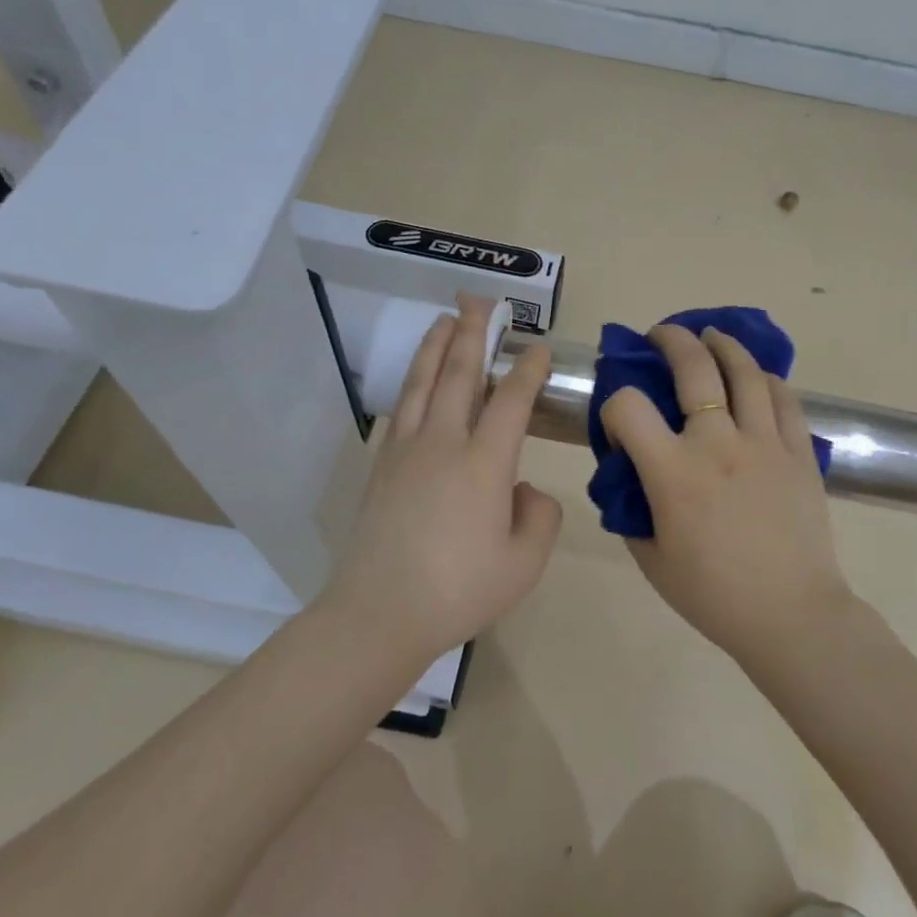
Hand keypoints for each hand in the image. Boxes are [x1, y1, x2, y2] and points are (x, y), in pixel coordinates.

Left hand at [322, 295, 562, 662]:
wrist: (378, 614)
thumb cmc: (459, 590)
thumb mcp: (524, 563)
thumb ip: (539, 517)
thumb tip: (521, 491)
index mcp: (485, 463)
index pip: (511, 400)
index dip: (528, 369)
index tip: (537, 347)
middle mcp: (444, 443)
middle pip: (459, 374)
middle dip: (473, 333)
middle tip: (479, 301)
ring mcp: (406, 451)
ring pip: (423, 383)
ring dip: (436, 347)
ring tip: (445, 320)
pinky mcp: (380, 466)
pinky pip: (399, 410)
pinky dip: (410, 384)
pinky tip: (415, 380)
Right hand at [600, 325, 852, 661]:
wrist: (791, 615)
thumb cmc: (713, 595)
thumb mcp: (651, 558)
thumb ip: (632, 508)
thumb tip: (631, 474)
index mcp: (674, 473)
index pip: (628, 407)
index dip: (614, 405)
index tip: (620, 422)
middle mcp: (718, 443)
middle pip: (693, 367)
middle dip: (670, 340)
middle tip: (661, 334)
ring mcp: (765, 442)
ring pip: (745, 371)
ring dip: (722, 345)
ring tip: (711, 336)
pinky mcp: (800, 451)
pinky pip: (784, 398)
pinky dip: (766, 378)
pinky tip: (756, 375)